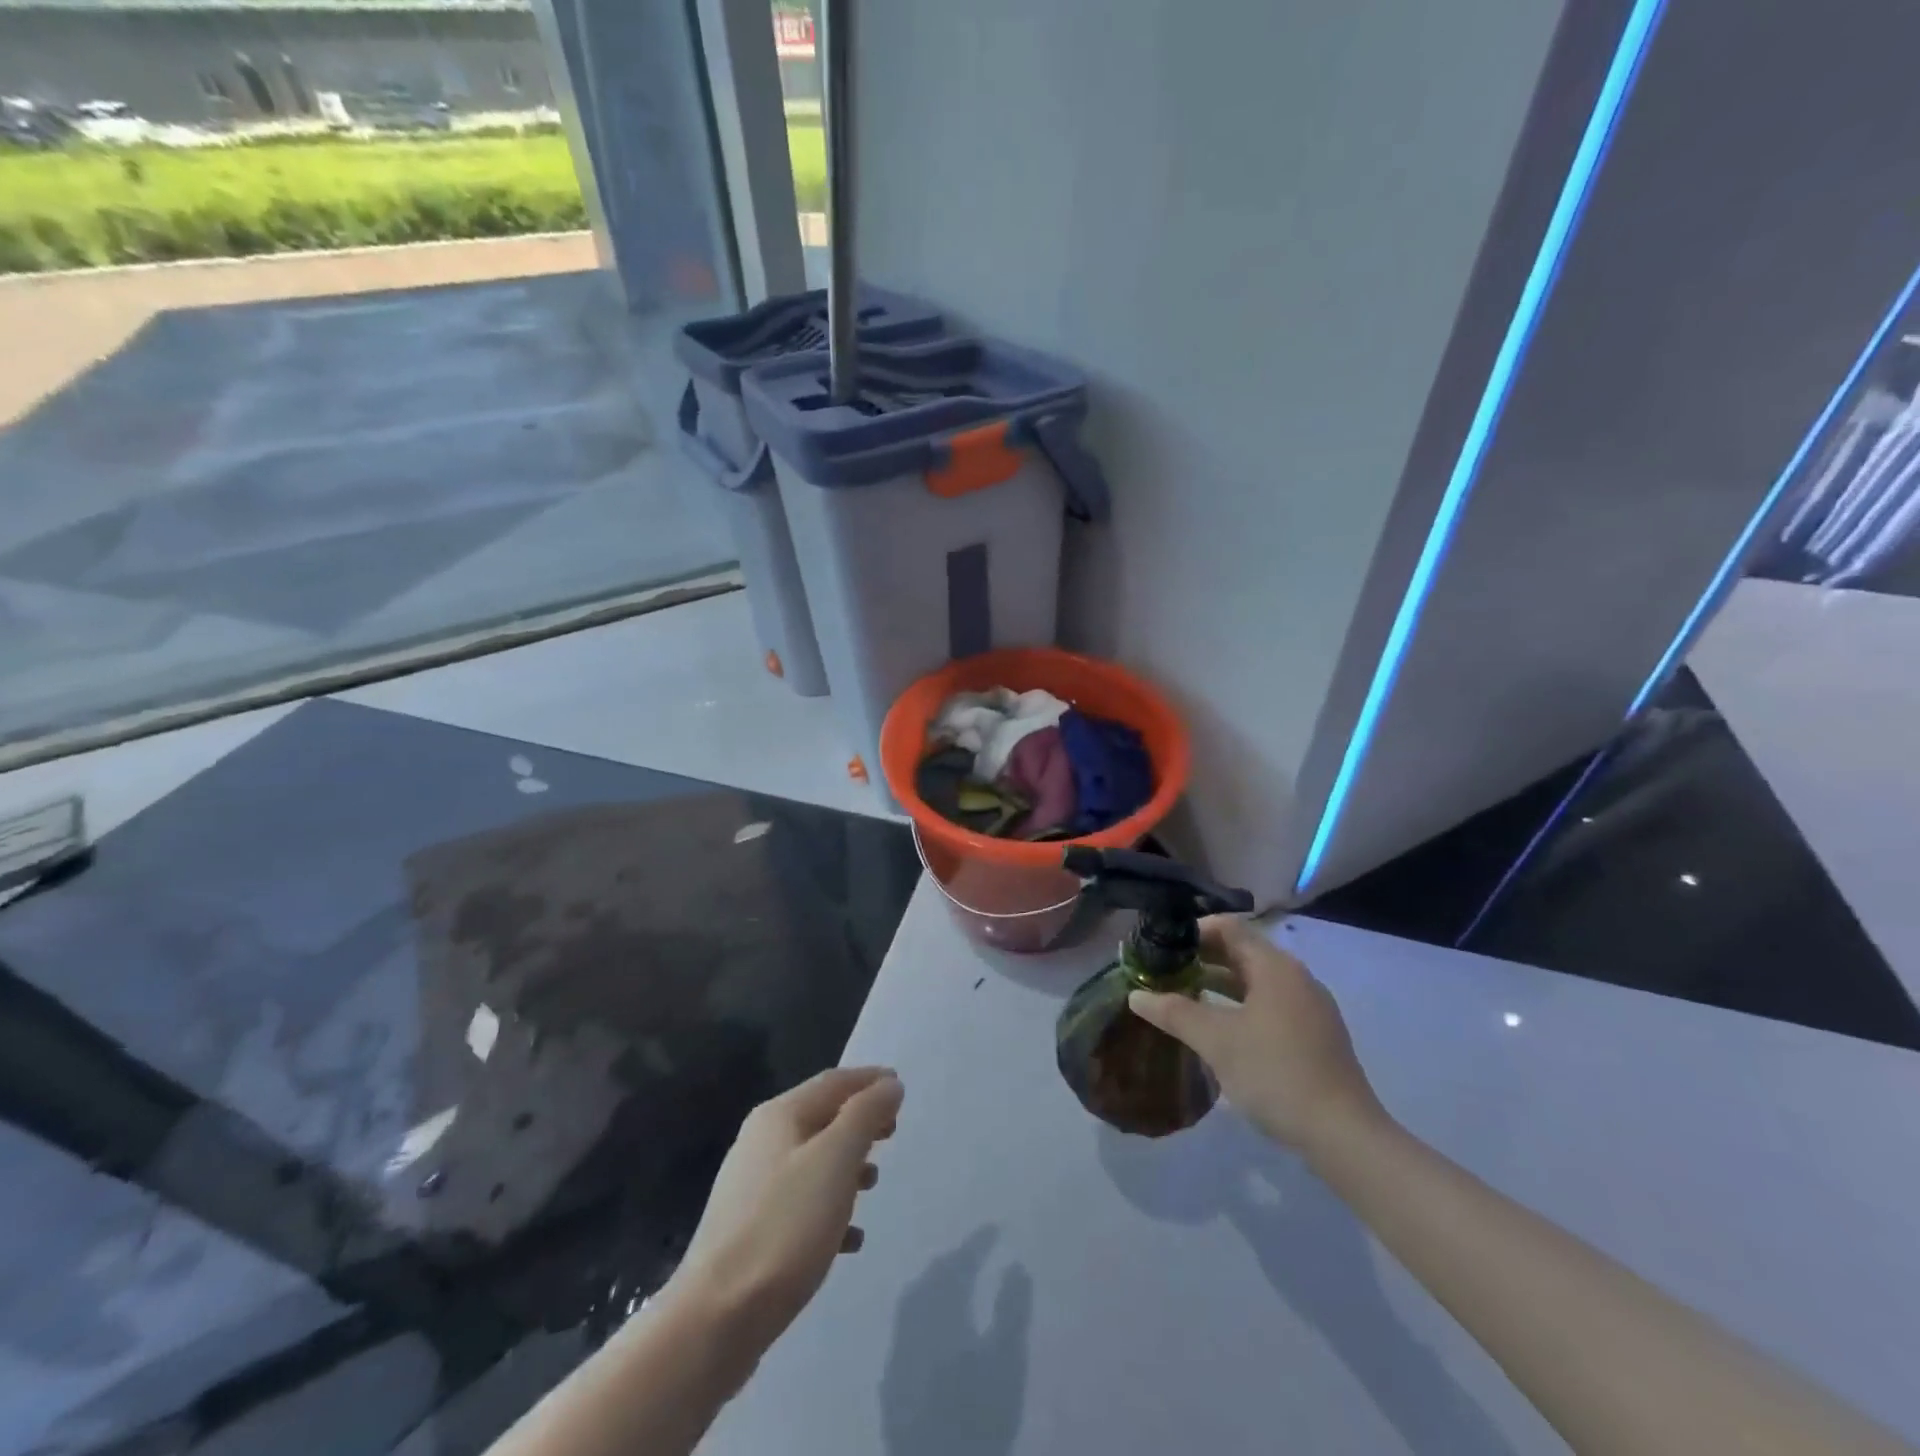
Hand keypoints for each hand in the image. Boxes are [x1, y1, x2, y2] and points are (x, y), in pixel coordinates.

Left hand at [665, 1066, 902, 1370]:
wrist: (716, 1318)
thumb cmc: (784, 1226)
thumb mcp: (835, 1160)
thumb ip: (865, 1115)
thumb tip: (889, 1085)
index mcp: (779, 1116)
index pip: (834, 1082)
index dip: (869, 1080)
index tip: (901, 1087)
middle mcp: (761, 1141)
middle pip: (822, 1118)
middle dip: (860, 1122)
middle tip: (892, 1134)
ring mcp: (752, 1188)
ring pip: (812, 1161)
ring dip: (847, 1165)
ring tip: (873, 1184)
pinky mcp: (751, 1232)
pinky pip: (801, 1204)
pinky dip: (830, 1208)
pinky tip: (850, 1238)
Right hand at [1129, 917, 1383, 1154]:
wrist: (1343, 1135)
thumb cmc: (1275, 1073)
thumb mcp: (1216, 1040)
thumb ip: (1174, 1012)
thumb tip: (1136, 995)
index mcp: (1275, 967)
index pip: (1229, 928)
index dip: (1192, 932)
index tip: (1161, 947)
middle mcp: (1296, 977)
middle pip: (1242, 952)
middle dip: (1202, 959)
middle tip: (1164, 972)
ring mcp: (1309, 1007)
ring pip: (1255, 981)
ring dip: (1219, 984)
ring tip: (1182, 997)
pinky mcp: (1315, 1035)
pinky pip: (1269, 1005)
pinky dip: (1240, 1005)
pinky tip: (1219, 1028)